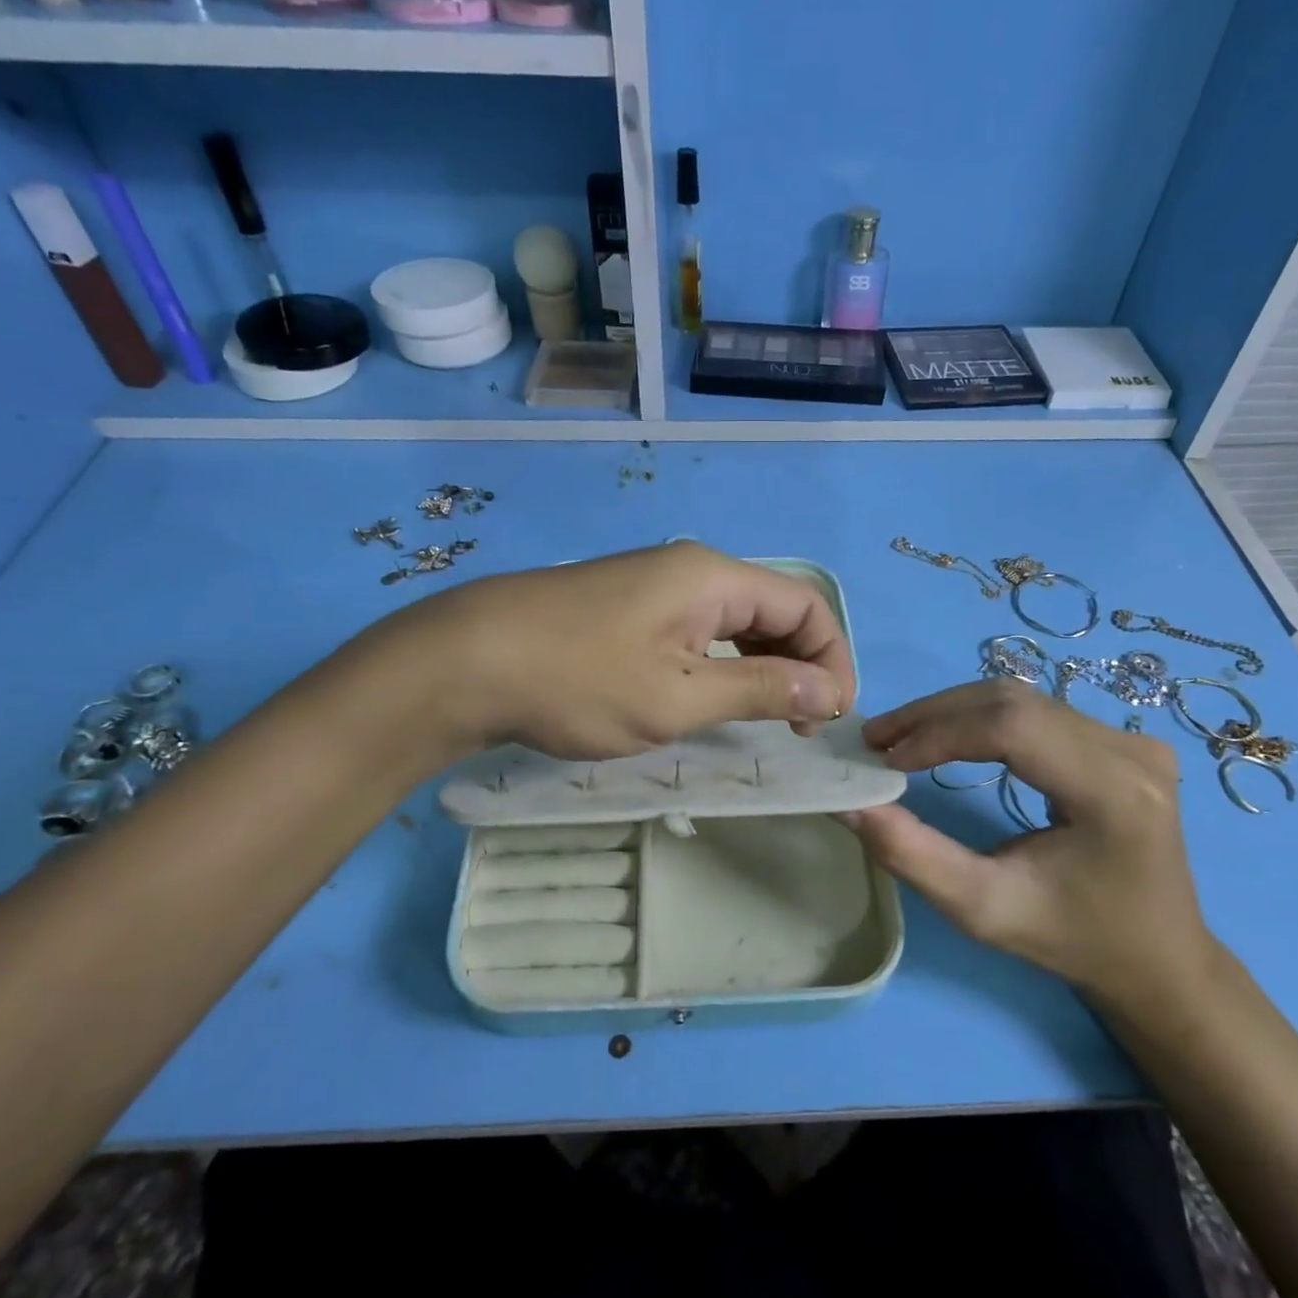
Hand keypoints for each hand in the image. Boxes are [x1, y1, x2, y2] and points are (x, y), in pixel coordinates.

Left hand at [339, 542, 856, 774]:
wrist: (465, 663)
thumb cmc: (579, 681)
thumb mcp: (679, 697)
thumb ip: (761, 689)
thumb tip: (829, 690)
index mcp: (713, 578)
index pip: (806, 604)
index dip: (832, 658)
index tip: (829, 716)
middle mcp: (691, 571)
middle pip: (774, 609)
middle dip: (801, 664)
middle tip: (799, 725)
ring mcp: (655, 588)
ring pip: (735, 622)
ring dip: (763, 667)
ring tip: (766, 719)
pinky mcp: (628, 610)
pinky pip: (699, 632)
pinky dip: (723, 665)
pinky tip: (714, 700)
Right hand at [840, 679, 1213, 1010]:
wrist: (1158, 960)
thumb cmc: (1073, 941)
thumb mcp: (984, 909)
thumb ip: (913, 855)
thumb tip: (850, 803)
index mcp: (1114, 793)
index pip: (1013, 728)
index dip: (939, 733)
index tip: (884, 760)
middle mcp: (1132, 751)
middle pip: (1013, 701)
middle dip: (934, 715)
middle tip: (877, 739)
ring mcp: (1133, 740)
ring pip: (1021, 698)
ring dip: (952, 712)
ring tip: (900, 738)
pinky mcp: (1123, 741)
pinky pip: (1037, 711)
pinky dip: (980, 719)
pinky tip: (947, 738)